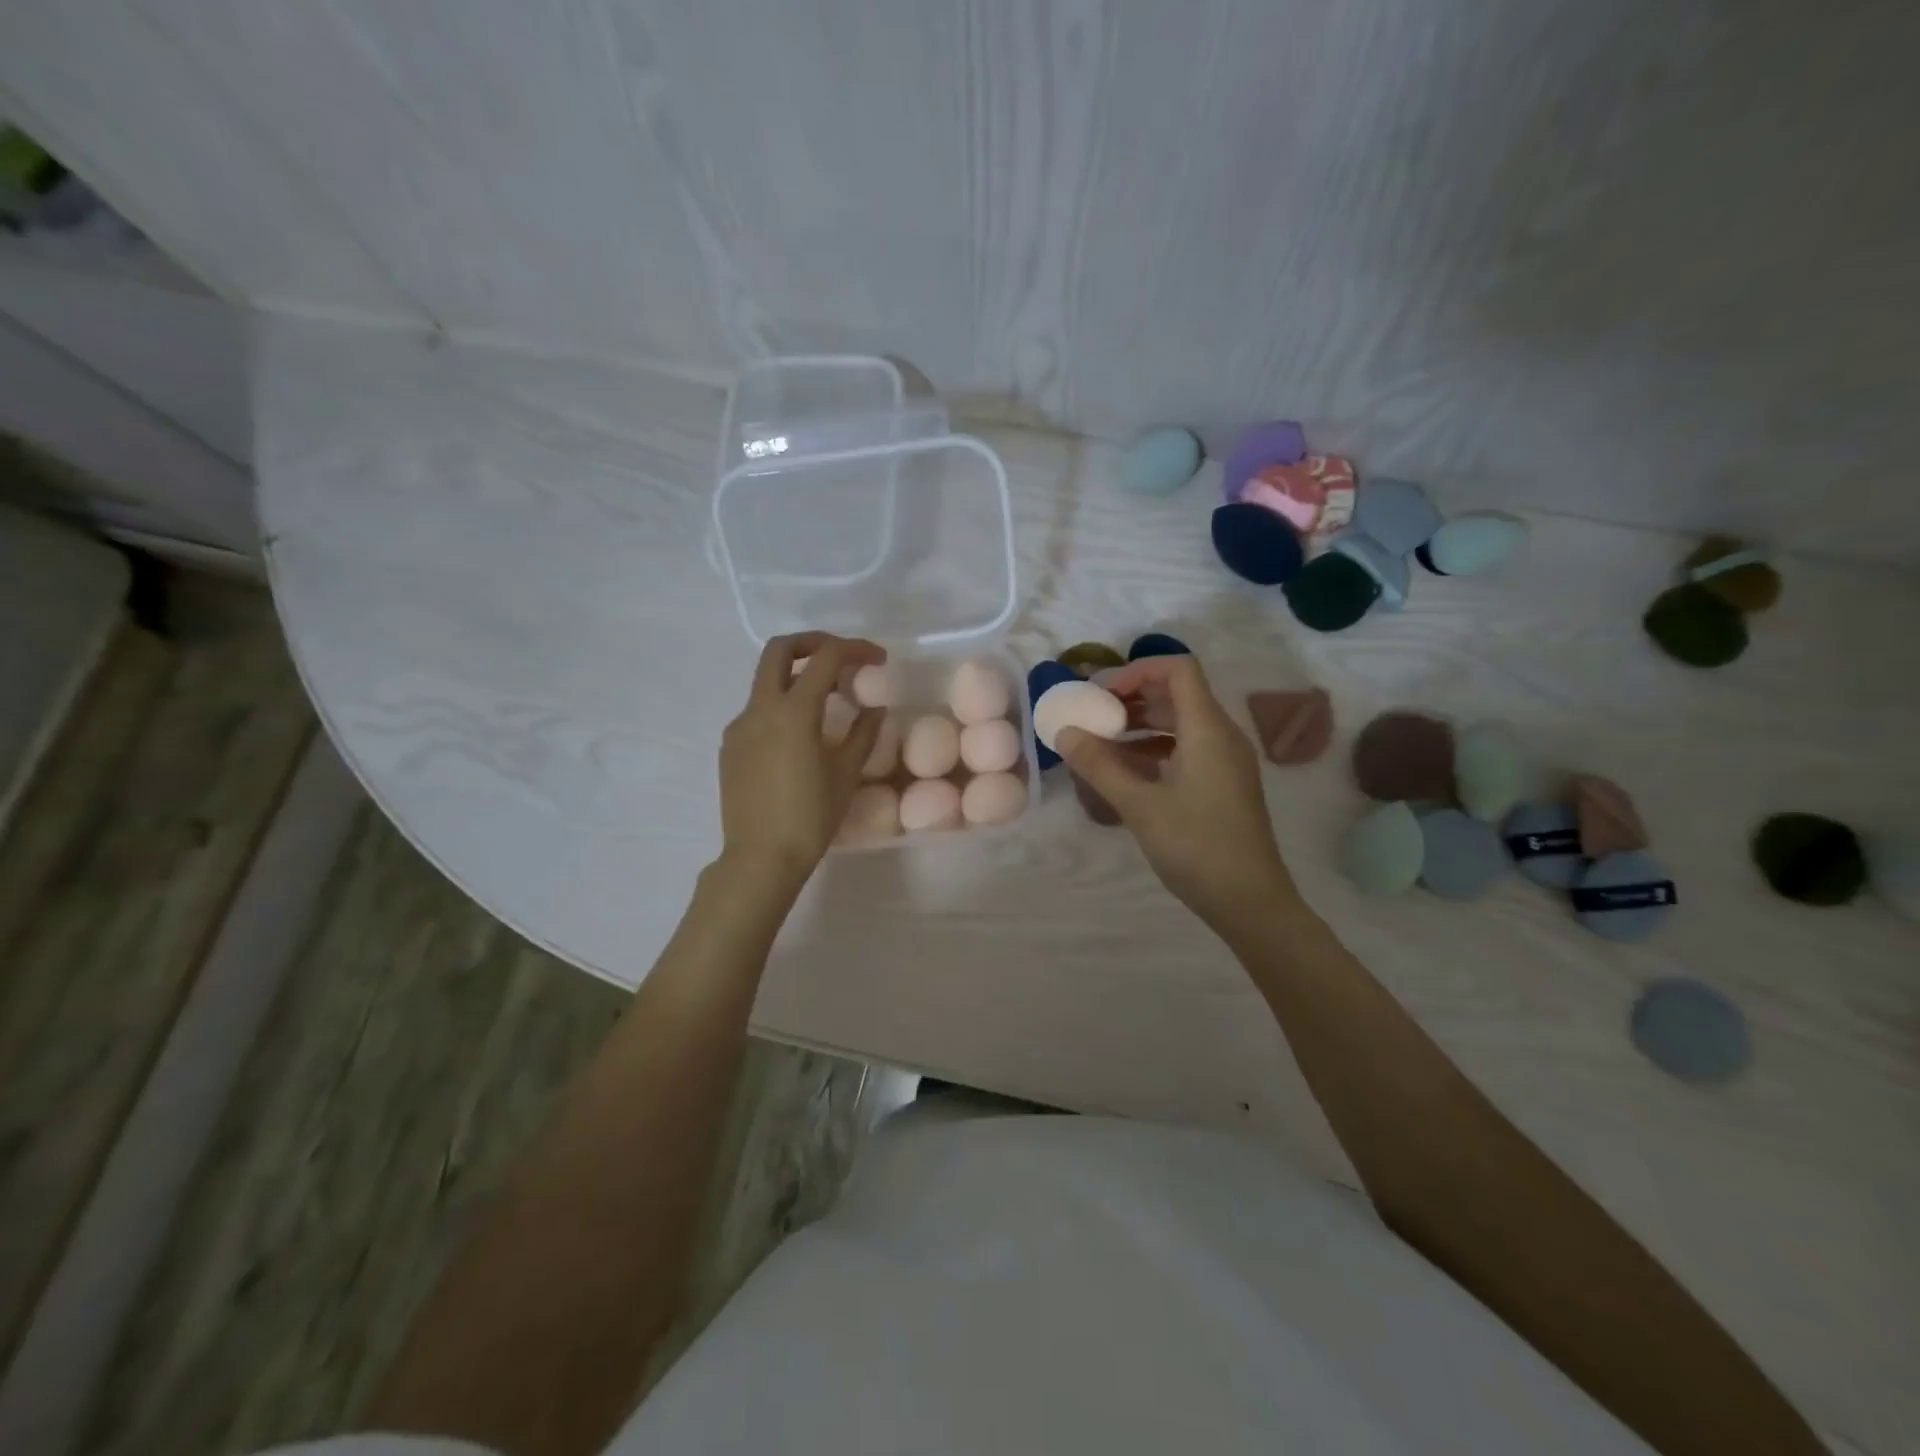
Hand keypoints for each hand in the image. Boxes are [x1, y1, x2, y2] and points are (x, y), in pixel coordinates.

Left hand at [718, 633, 884, 885]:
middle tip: (840, 657)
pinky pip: (757, 710)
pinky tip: (800, 735)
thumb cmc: (810, 817)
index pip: (826, 658)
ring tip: (827, 700)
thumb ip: (863, 733)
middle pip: (780, 650)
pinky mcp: (730, 746)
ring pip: (766, 680)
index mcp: (793, 711)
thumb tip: (874, 708)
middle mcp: (760, 708)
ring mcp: (739, 726)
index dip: (855, 649)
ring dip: (796, 675)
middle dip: (813, 643)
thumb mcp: (846, 773)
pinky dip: (781, 705)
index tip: (877, 659)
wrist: (760, 858)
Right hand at [1057, 655, 1295, 926]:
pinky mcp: (1224, 784)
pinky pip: (1188, 748)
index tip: (1102, 695)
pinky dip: (1156, 749)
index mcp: (1208, 728)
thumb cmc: (1196, 846)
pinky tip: (1126, 772)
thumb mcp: (1139, 805)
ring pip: (1182, 723)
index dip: (1138, 670)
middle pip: (1178, 694)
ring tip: (1102, 743)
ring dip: (1142, 725)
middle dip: (1133, 698)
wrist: (1251, 901)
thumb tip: (1065, 732)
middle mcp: (1222, 735)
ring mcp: (1227, 761)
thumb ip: (1099, 765)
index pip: (1179, 669)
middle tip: (1094, 716)